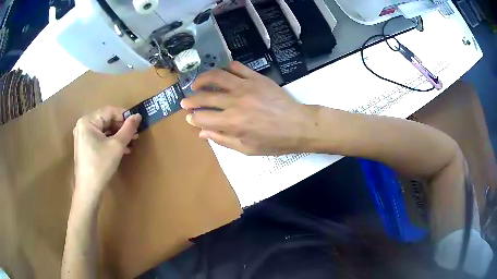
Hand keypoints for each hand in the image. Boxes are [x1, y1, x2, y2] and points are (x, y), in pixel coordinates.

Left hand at [73, 107, 141, 198]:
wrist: (89, 190)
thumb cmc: (100, 165)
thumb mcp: (117, 146)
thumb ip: (128, 129)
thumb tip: (138, 115)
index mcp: (88, 121)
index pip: (109, 111)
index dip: (124, 115)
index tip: (137, 123)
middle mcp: (83, 125)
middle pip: (106, 120)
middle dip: (122, 127)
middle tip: (135, 134)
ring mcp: (83, 137)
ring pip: (104, 131)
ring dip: (118, 136)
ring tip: (131, 143)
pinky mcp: (85, 147)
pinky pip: (100, 139)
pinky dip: (111, 142)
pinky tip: (122, 149)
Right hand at [181, 61, 317, 154]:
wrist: (299, 126)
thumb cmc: (274, 142)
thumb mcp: (247, 149)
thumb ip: (222, 140)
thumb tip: (201, 133)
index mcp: (231, 123)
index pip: (202, 118)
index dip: (193, 118)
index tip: (190, 117)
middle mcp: (234, 102)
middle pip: (204, 97)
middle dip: (190, 100)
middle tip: (185, 101)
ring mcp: (245, 87)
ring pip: (216, 76)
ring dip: (202, 79)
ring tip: (197, 83)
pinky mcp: (256, 77)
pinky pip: (236, 67)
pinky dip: (225, 68)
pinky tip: (222, 73)